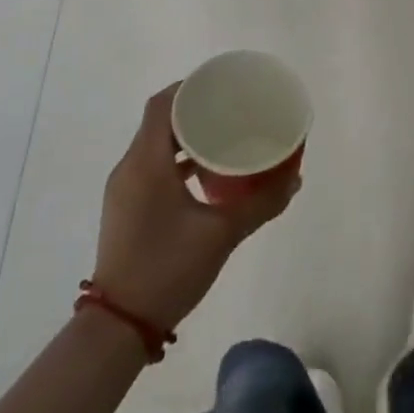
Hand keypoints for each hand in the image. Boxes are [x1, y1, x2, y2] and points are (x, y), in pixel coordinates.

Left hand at [92, 84, 297, 329]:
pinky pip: (151, 167)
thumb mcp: (221, 234)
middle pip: (159, 122)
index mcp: (146, 162)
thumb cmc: (167, 269)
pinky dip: (176, 161)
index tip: (220, 86)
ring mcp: (124, 189)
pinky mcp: (126, 208)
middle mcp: (129, 167)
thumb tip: (294, 179)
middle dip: (193, 111)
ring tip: (222, 138)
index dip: (188, 88)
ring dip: (184, 138)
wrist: (119, 326)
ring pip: (154, 146)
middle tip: (230, 110)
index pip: (161, 105)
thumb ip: (260, 204)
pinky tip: (203, 175)